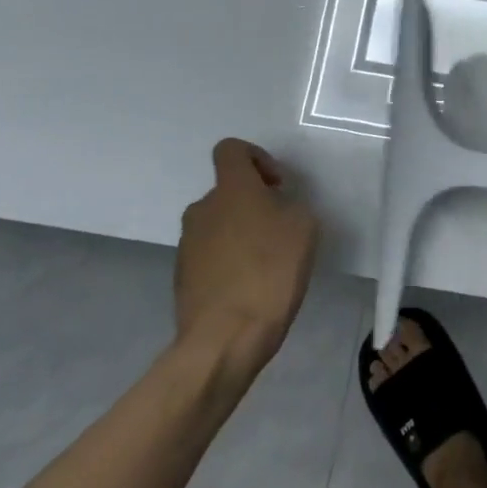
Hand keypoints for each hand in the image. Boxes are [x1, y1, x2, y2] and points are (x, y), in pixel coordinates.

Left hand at [174, 139, 318, 375]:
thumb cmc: (271, 271)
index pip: (231, 150)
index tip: (277, 185)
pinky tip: (249, 287)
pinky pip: (210, 255)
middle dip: (253, 203)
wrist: (225, 338)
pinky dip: (228, 261)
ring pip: (218, 224)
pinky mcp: (182, 276)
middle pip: (227, 192)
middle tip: (280, 230)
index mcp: (231, 189)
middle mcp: (203, 209)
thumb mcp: (304, 227)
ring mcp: (187, 244)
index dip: (256, 158)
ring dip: (240, 233)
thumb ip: (289, 206)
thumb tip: (274, 209)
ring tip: (267, 263)